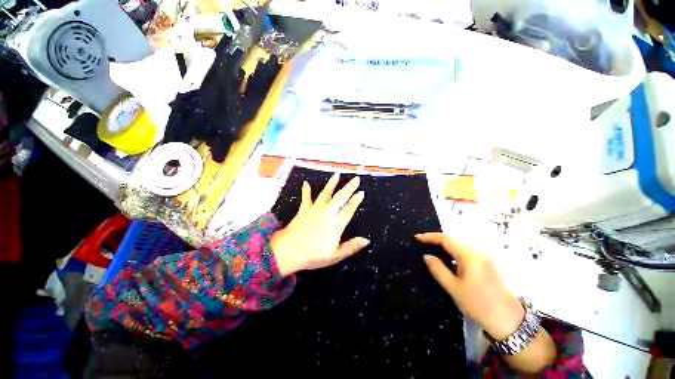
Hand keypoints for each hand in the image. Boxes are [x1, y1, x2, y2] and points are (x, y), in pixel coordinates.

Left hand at [270, 173, 369, 276]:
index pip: (349, 209)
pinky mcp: (304, 210)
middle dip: (349, 187)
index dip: (356, 200)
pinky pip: (306, 198)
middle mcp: (327, 213)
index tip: (361, 192)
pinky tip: (305, 183)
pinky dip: (306, 191)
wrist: (288, 251)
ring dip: (332, 184)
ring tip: (337, 175)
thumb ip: (351, 247)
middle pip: (341, 197)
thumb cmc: (313, 255)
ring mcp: (315, 210)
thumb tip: (366, 240)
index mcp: (336, 224)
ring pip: (326, 193)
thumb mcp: (335, 255)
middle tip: (356, 179)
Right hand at [416, 233, 523, 339]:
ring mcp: (485, 257)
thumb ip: (438, 269)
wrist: (509, 321)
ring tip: (431, 250)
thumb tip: (426, 256)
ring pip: (460, 245)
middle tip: (422, 244)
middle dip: (436, 240)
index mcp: (470, 256)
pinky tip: (447, 259)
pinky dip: (454, 252)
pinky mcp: (488, 263)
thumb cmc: (479, 305)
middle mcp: (479, 252)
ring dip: (445, 245)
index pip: (446, 239)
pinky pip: (466, 252)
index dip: (430, 237)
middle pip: (454, 239)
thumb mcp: (454, 288)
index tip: (417, 238)